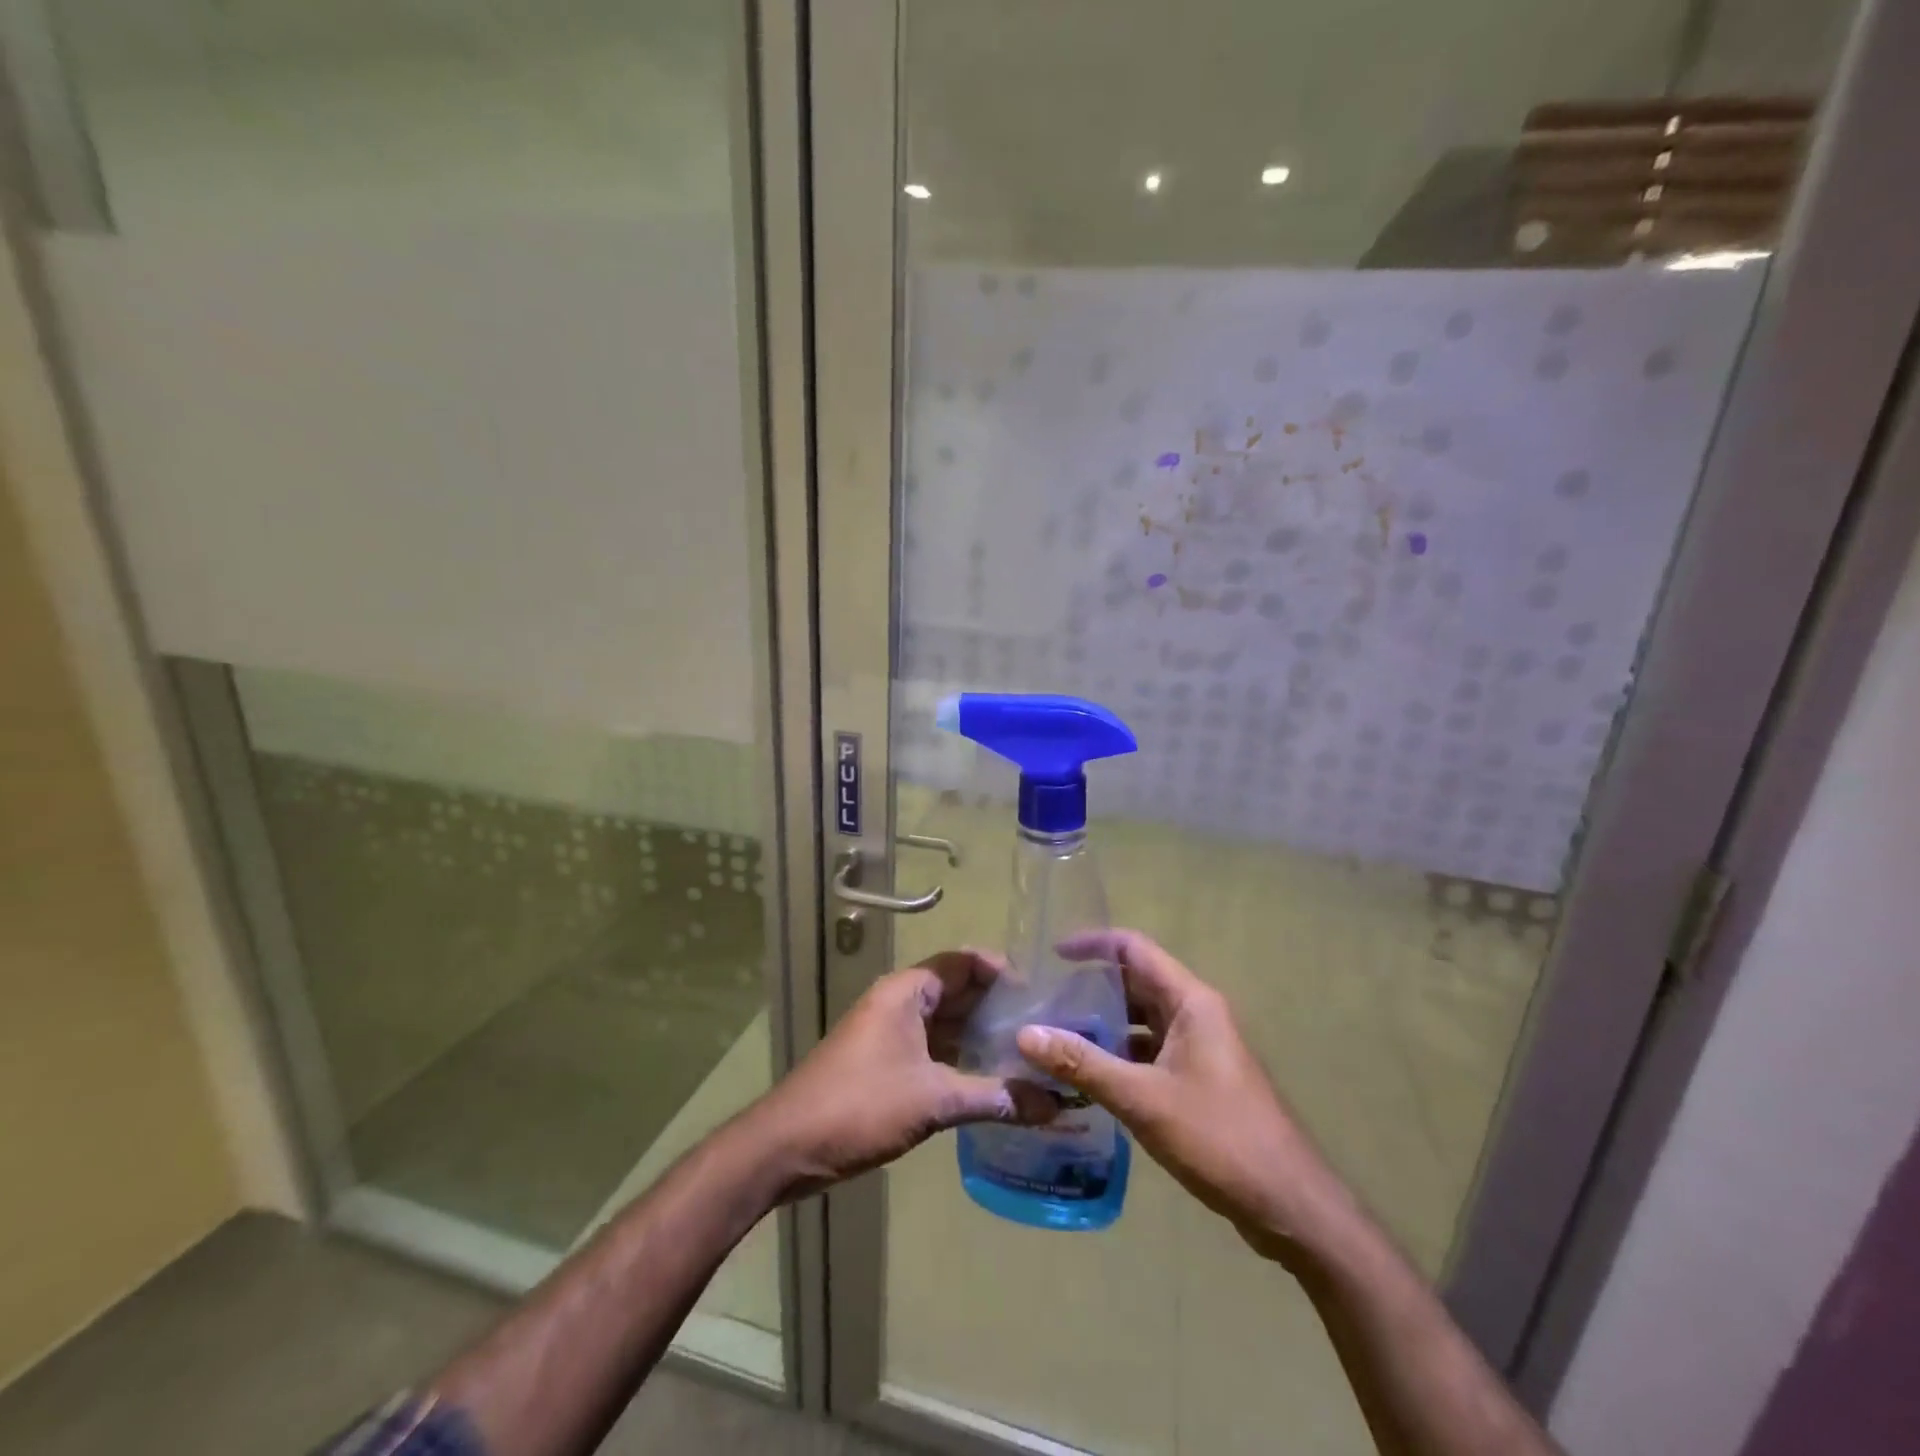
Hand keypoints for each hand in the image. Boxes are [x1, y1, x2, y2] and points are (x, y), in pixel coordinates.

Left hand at [752, 950, 1054, 1200]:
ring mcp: (890, 1033)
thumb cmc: (860, 1105)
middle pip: (958, 992)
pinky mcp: (885, 1063)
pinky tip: (993, 1081)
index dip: (1003, 972)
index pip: (965, 962)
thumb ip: (994, 1097)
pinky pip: (933, 1049)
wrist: (786, 1146)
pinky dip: (961, 1060)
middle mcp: (899, 1002)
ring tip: (1030, 1055)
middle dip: (999, 1009)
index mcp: (907, 991)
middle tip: (1046, 1028)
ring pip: (946, 1024)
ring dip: (982, 1037)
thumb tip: (1053, 1104)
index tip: (1042, 993)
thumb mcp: (933, 1100)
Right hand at [1015, 930, 1338, 1262]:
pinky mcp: (1199, 1079)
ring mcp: (1199, 1048)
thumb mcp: (1142, 1098)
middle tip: (1043, 1004)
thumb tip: (1026, 1034)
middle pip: (1135, 983)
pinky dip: (1119, 1056)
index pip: (1134, 949)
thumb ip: (1082, 1063)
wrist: (1289, 1204)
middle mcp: (1195, 1014)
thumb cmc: (1219, 1137)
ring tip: (1055, 1039)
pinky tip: (1086, 1079)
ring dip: (1102, 1026)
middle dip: (1090, 990)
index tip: (1051, 955)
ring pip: (1141, 1021)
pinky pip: (1150, 1052)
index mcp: (1190, 1001)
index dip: (1092, 944)